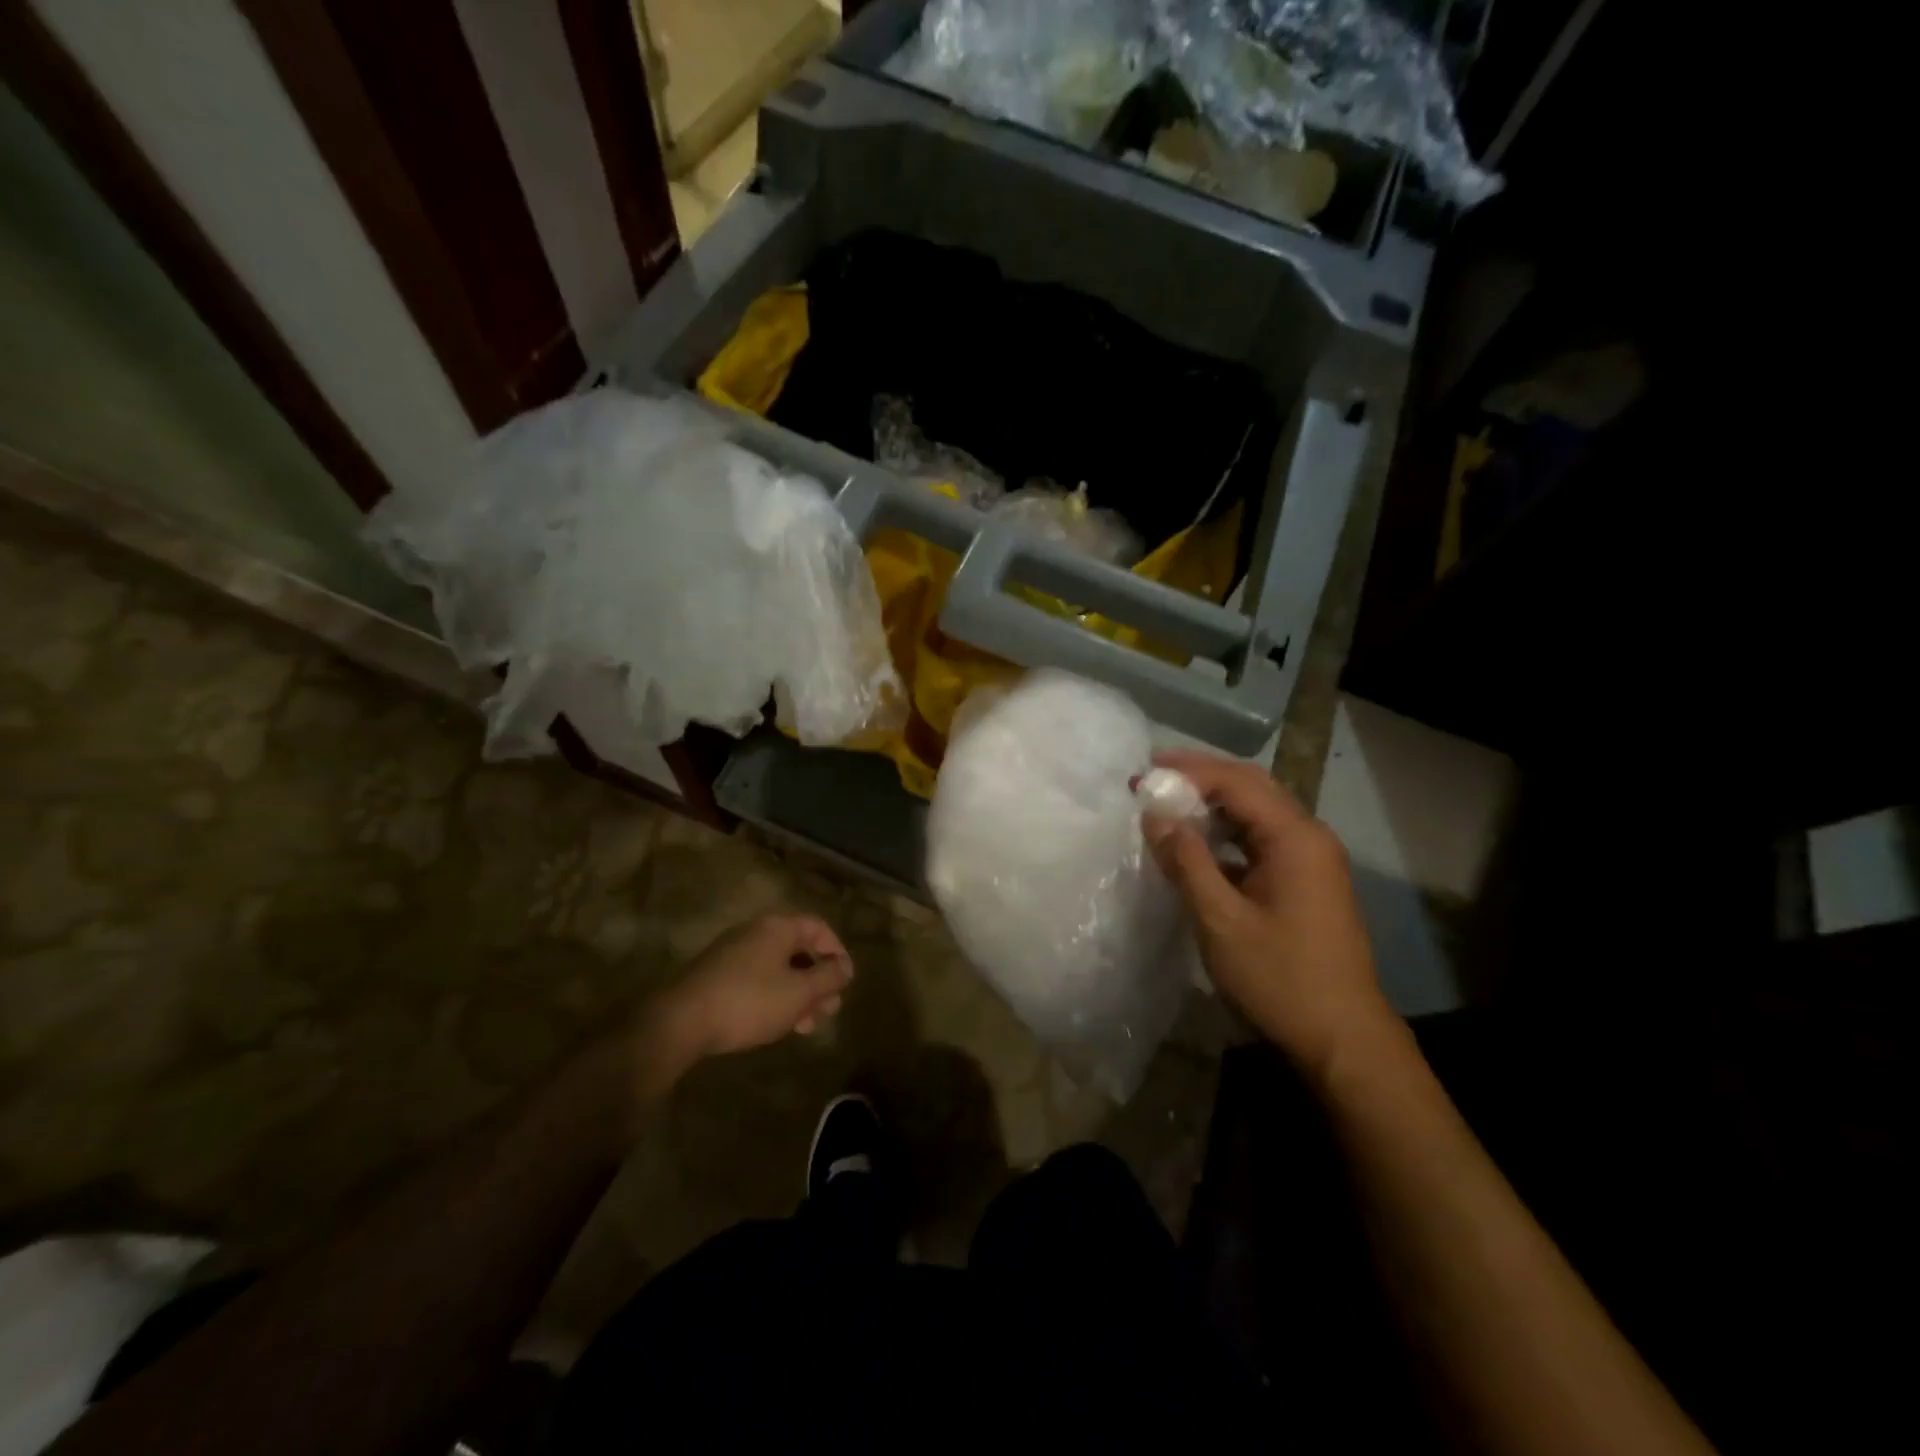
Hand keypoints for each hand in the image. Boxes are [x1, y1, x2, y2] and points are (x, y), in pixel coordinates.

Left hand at [654, 912, 854, 1060]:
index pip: (819, 927)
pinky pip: (757, 978)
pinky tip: (777, 1024)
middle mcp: (756, 931)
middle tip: (828, 1010)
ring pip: (778, 968)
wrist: (680, 1021)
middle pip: (798, 949)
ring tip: (806, 1025)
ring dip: (798, 993)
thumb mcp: (799, 993)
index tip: (845, 982)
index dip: (837, 952)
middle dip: (818, 980)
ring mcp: (733, 952)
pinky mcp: (717, 975)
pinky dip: (775, 997)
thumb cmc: (750, 1001)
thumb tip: (845, 967)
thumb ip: (829, 977)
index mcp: (778, 927)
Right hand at [1144, 750, 1393, 1079]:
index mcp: (1295, 838)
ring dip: (1213, 805)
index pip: (1237, 782)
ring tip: (1167, 805)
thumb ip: (1186, 861)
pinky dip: (1226, 834)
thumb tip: (1155, 816)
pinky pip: (1261, 841)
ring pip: (1257, 814)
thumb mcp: (1220, 919)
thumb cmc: (1280, 978)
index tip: (1144, 774)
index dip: (1188, 772)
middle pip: (1252, 788)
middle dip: (1201, 777)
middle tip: (1154, 777)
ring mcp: (1311, 861)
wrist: (1342, 1040)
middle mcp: (1309, 838)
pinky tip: (1196, 846)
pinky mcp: (1305, 883)